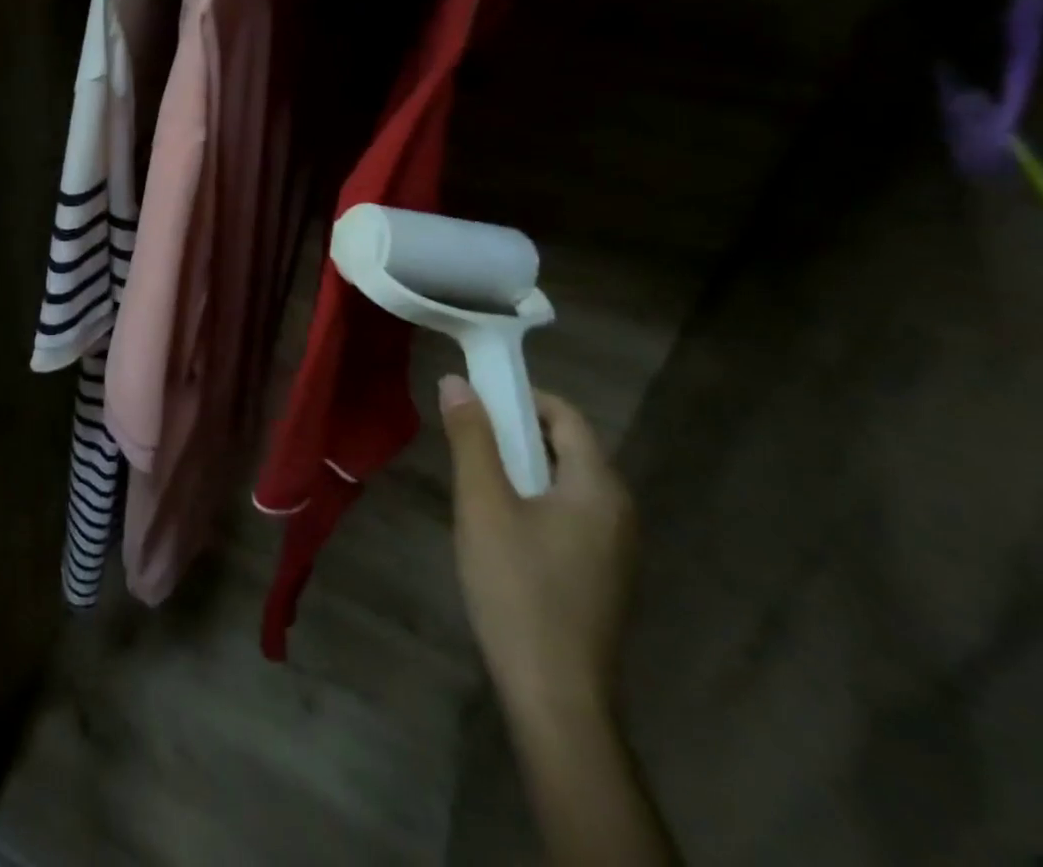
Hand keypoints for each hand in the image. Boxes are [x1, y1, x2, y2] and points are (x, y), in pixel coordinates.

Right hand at [441, 376, 636, 725]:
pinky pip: (568, 515)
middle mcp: (618, 513)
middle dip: (517, 431)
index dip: (523, 396)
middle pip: (568, 448)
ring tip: (475, 476)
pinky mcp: (600, 576)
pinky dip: (534, 499)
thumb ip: (471, 439)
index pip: (567, 417)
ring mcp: (614, 549)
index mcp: (599, 489)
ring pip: (565, 484)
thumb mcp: (483, 504)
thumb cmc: (518, 587)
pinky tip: (498, 524)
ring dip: (522, 466)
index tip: (477, 394)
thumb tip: (457, 381)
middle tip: (467, 435)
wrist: (554, 694)